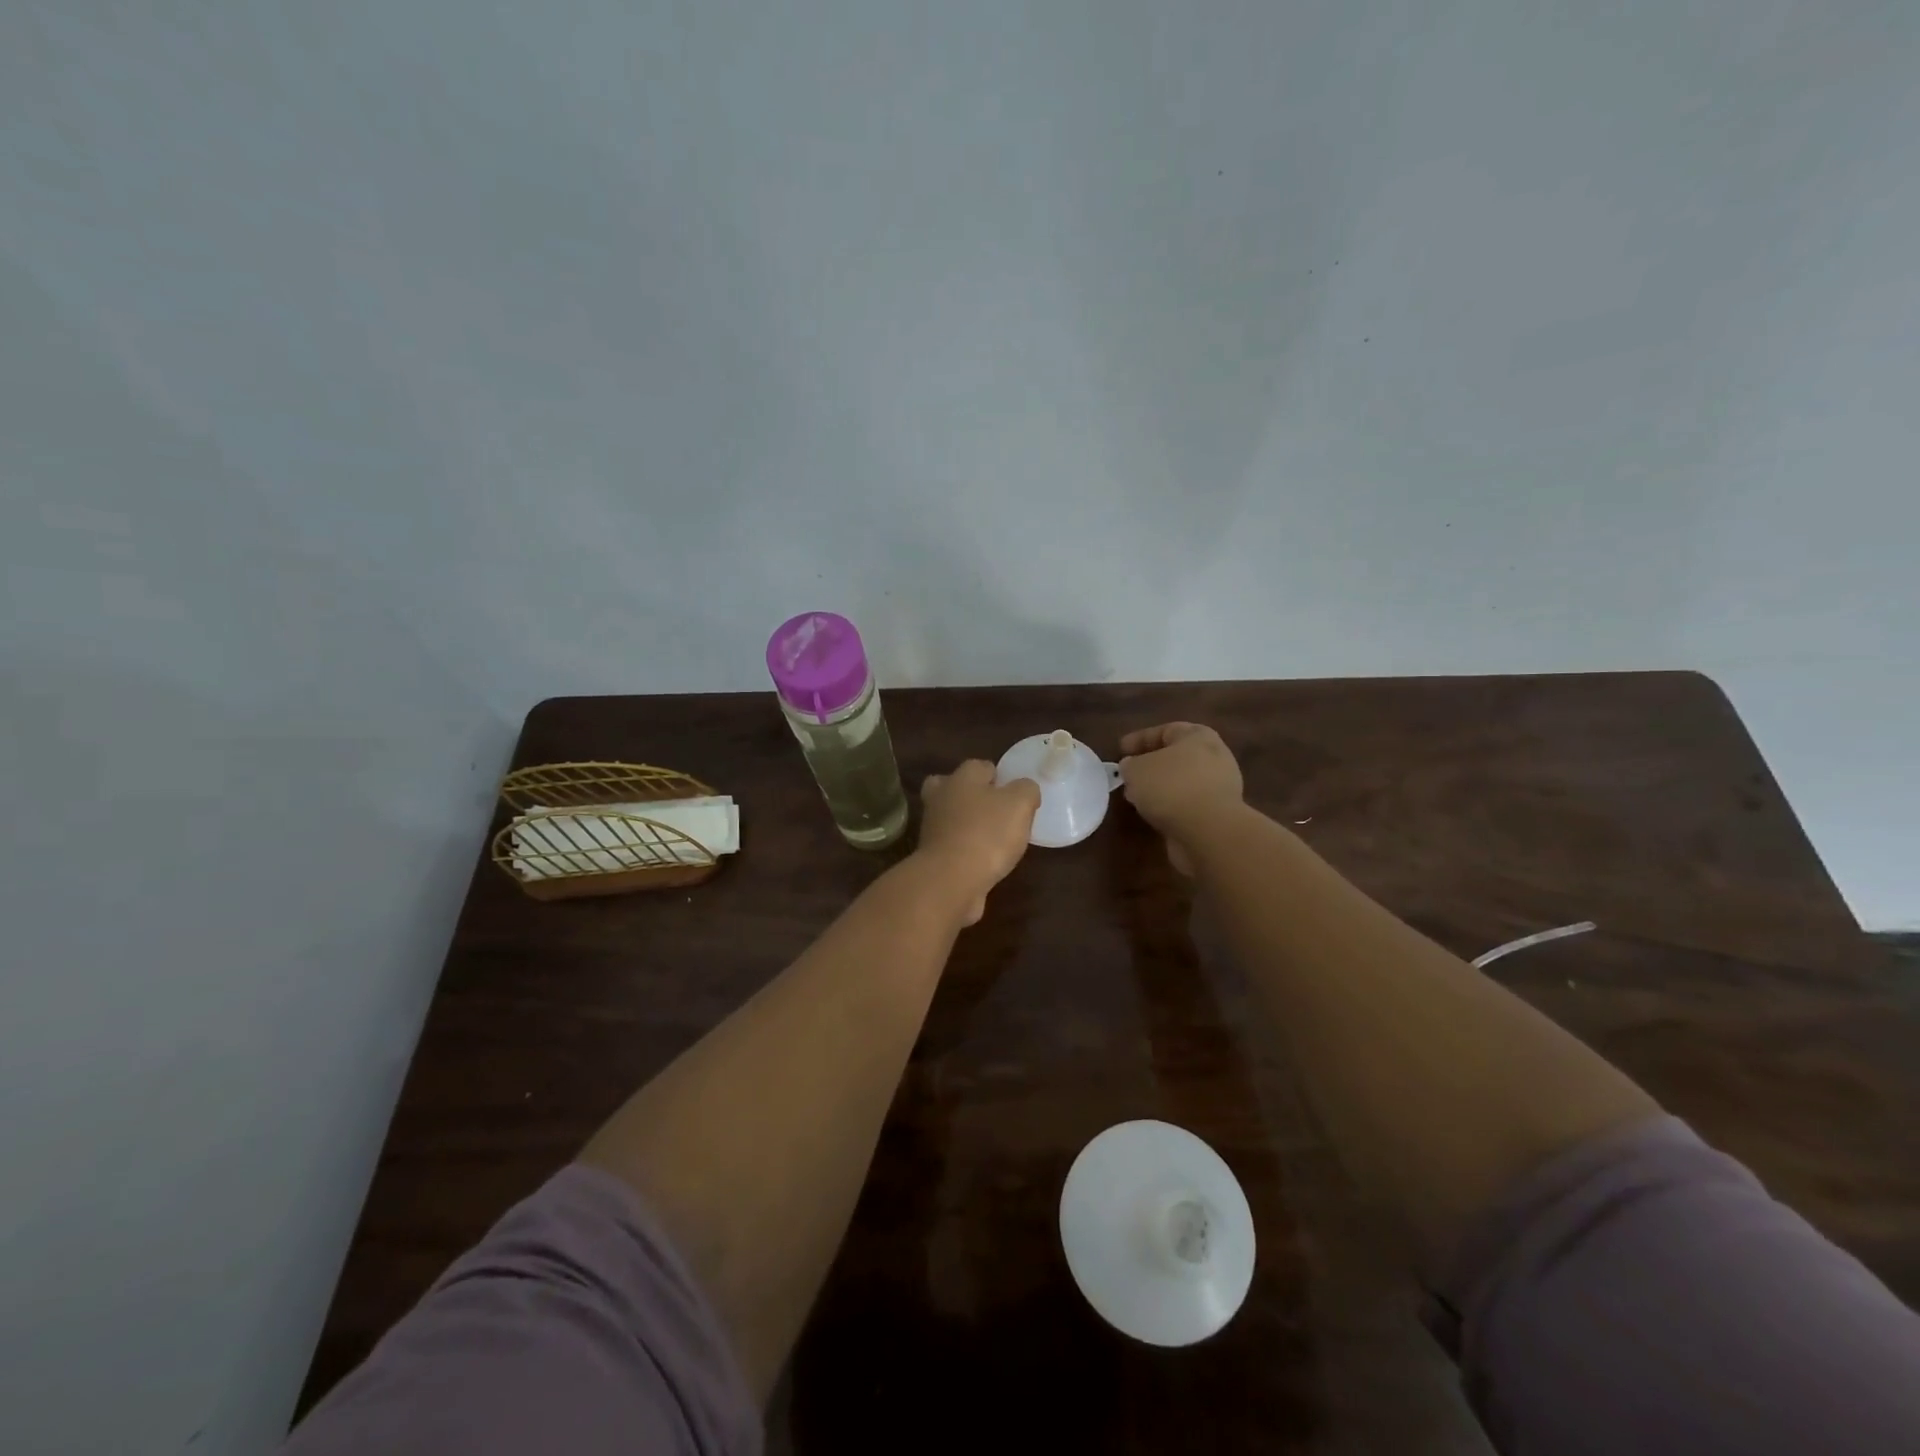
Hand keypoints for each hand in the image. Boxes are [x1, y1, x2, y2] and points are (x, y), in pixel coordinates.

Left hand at [913, 760, 1040, 924]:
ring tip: (995, 840)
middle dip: (973, 796)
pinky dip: (964, 849)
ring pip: (951, 816)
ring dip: (968, 824)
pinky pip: (951, 844)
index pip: (982, 766)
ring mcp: (932, 827)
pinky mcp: (931, 855)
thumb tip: (1024, 789)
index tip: (1016, 796)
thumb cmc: (987, 834)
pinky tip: (984, 861)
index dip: (1001, 778)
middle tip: (997, 812)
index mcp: (962, 777)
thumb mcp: (1020, 803)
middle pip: (956, 788)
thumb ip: (1026, 790)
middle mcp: (941, 796)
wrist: (951, 880)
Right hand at [1117, 723, 1244, 873]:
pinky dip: (1170, 806)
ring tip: (1137, 797)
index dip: (1140, 739)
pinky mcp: (1218, 814)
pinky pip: (1188, 804)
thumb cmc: (1171, 787)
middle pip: (1177, 756)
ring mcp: (1220, 787)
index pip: (1166, 730)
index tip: (1120, 750)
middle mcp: (1214, 757)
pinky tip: (1152, 814)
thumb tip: (1131, 767)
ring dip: (1160, 788)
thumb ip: (1130, 765)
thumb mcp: (1136, 769)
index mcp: (1198, 736)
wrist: (1209, 831)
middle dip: (1151, 764)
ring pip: (1182, 782)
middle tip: (1129, 773)